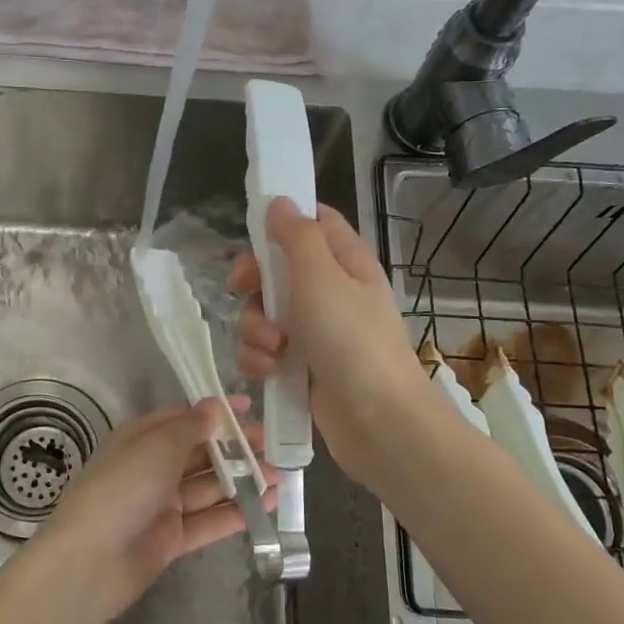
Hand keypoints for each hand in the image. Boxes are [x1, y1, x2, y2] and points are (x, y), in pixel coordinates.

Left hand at [30, 399, 269, 622]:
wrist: (90, 562)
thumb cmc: (121, 489)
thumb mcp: (156, 447)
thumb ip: (190, 427)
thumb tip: (214, 406)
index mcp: (140, 439)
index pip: (182, 418)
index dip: (214, 412)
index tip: (248, 406)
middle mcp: (151, 468)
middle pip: (199, 453)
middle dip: (233, 447)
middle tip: (270, 444)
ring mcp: (162, 505)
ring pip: (207, 487)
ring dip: (241, 480)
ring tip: (278, 474)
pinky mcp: (172, 538)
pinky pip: (209, 520)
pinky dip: (236, 512)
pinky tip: (266, 504)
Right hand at [230, 199, 429, 493]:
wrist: (378, 422)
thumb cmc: (351, 340)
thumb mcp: (321, 277)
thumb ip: (296, 236)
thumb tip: (280, 202)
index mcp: (344, 261)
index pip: (314, 222)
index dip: (283, 221)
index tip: (254, 232)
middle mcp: (330, 292)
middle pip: (277, 269)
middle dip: (255, 283)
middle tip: (246, 290)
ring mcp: (316, 332)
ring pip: (264, 313)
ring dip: (256, 329)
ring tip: (274, 348)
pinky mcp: (301, 367)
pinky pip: (266, 351)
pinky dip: (262, 360)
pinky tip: (271, 372)